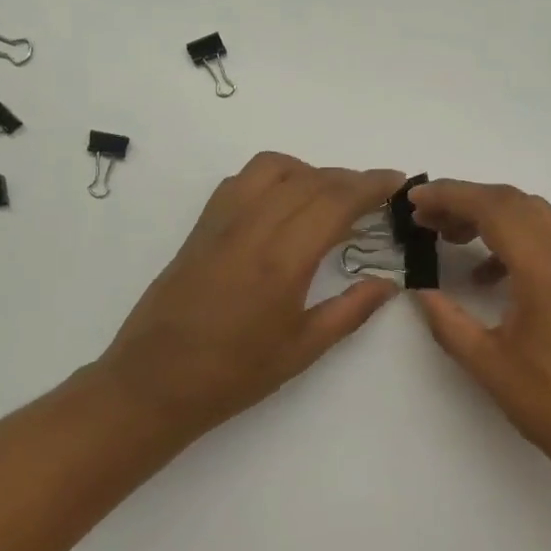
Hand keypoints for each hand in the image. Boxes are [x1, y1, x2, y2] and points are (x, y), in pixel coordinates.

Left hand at [96, 153, 408, 446]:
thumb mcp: (302, 349)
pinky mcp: (201, 227)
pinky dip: (272, 177)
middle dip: (348, 178)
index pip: (335, 201)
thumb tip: (389, 283)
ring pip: (271, 168)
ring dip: (308, 170)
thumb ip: (350, 310)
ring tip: (328, 197)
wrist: (154, 382)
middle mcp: (251, 227)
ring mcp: (221, 222)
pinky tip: (282, 205)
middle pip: (309, 179)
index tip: (397, 182)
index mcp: (282, 259)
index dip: (371, 185)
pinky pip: (241, 181)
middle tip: (375, 194)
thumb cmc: (233, 374)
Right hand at [409, 180, 550, 494]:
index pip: (494, 207)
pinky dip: (517, 241)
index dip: (451, 195)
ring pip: (537, 217)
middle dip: (467, 201)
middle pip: (516, 202)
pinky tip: (491, 276)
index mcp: (547, 270)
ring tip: (452, 238)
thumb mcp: (491, 367)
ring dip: (493, 218)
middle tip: (427, 218)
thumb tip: (420, 293)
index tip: (415, 198)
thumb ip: (449, 323)